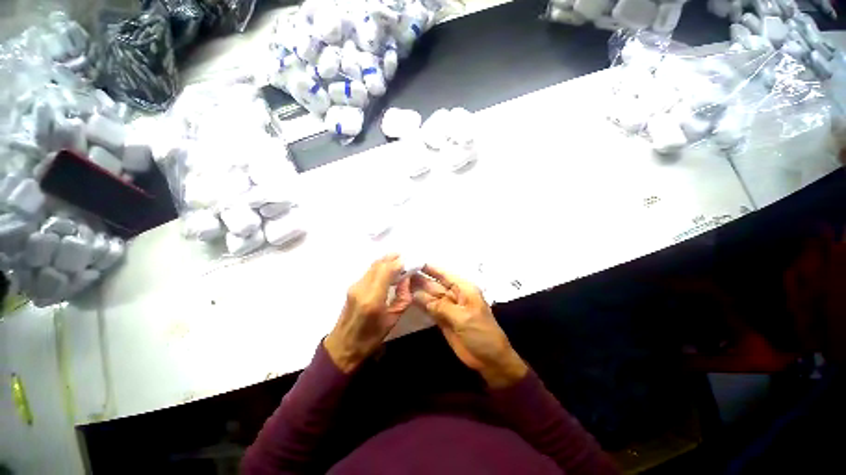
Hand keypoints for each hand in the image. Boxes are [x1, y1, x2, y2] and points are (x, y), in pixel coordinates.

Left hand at [325, 254, 411, 372]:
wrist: (343, 346)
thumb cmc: (370, 338)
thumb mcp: (392, 320)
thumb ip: (402, 298)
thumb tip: (407, 279)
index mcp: (373, 298)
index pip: (387, 270)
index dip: (398, 263)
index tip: (410, 262)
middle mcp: (362, 288)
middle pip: (378, 264)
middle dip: (392, 258)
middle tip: (405, 257)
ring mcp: (355, 286)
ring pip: (373, 266)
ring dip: (386, 261)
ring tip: (398, 262)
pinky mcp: (352, 287)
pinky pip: (369, 271)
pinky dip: (380, 267)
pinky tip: (387, 271)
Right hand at [411, 265, 527, 387]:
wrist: (489, 360)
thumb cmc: (481, 334)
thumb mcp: (463, 317)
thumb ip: (441, 306)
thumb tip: (418, 294)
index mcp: (464, 289)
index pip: (444, 274)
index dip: (429, 268)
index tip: (413, 261)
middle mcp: (454, 295)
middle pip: (434, 284)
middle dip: (420, 278)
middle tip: (400, 272)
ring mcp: (448, 307)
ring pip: (430, 296)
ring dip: (417, 290)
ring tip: (400, 282)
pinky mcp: (443, 319)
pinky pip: (430, 308)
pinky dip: (420, 304)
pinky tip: (408, 297)